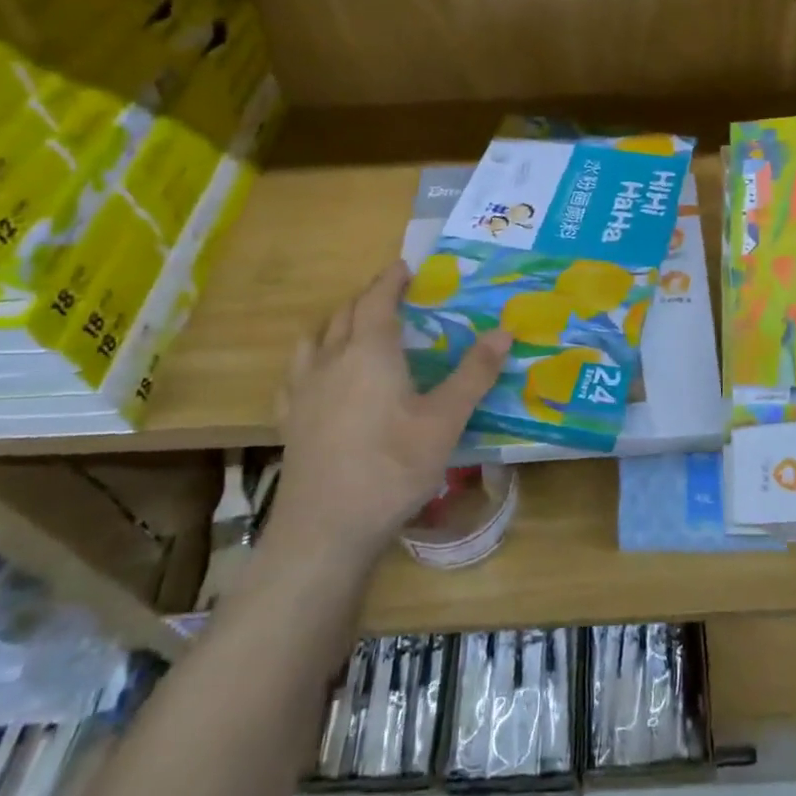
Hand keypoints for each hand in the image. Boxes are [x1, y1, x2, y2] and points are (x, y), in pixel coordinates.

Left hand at [264, 262, 510, 573]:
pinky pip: (296, 373)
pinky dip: (312, 359)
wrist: (327, 529)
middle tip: (391, 297)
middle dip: (367, 298)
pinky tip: (319, 377)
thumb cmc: (393, 467)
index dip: (390, 280)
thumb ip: (475, 373)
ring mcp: (303, 391)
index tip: (404, 267)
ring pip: (314, 338)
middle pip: (344, 314)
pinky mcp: (290, 420)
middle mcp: (330, 360)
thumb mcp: (446, 420)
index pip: (377, 300)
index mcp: (369, 352)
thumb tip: (506, 330)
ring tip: (354, 328)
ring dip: (336, 323)